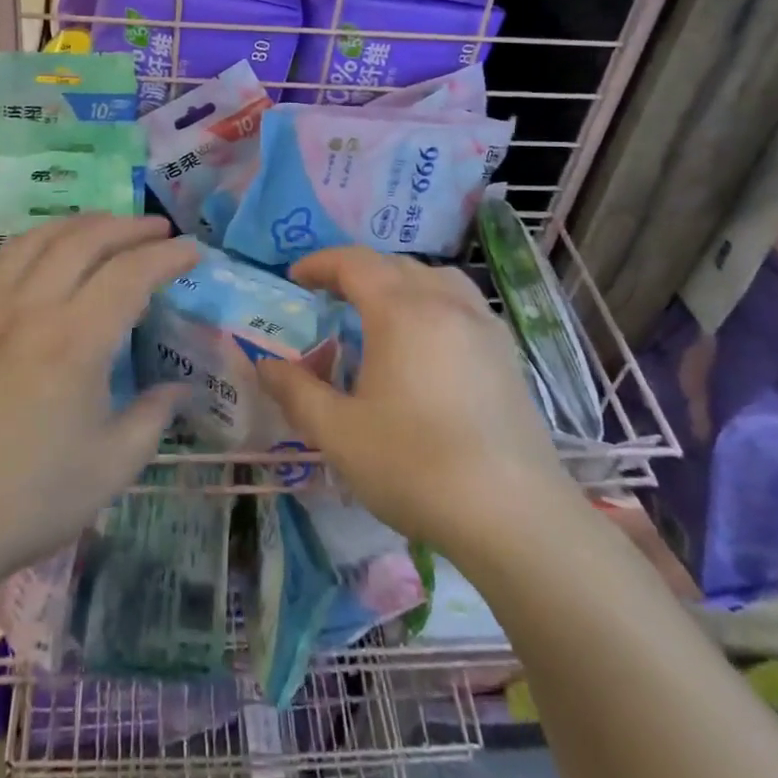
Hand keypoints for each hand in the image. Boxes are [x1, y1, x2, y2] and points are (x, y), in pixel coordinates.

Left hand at [0, 214, 198, 590]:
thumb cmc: (32, 498)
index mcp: (75, 342)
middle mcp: (33, 309)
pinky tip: (48, 247)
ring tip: (111, 227)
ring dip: (83, 223)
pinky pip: (3, 257)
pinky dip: (36, 238)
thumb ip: (155, 416)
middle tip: (161, 230)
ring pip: (41, 238)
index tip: (193, 252)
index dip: (168, 256)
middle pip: (86, 240)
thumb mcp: (113, 465)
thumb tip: (182, 388)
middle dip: (129, 227)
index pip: (130, 274)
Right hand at [256, 247, 575, 558]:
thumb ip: (296, 392)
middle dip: (356, 272)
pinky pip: (462, 303)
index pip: (354, 263)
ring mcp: (483, 324)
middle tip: (328, 297)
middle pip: (394, 265)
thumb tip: (264, 365)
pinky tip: (428, 343)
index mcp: (400, 310)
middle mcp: (444, 302)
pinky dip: (433, 302)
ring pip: (434, 278)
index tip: (295, 278)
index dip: (320, 263)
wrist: (513, 514)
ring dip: (399, 281)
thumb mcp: (339, 433)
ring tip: (380, 311)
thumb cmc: (415, 465)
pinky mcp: (507, 352)